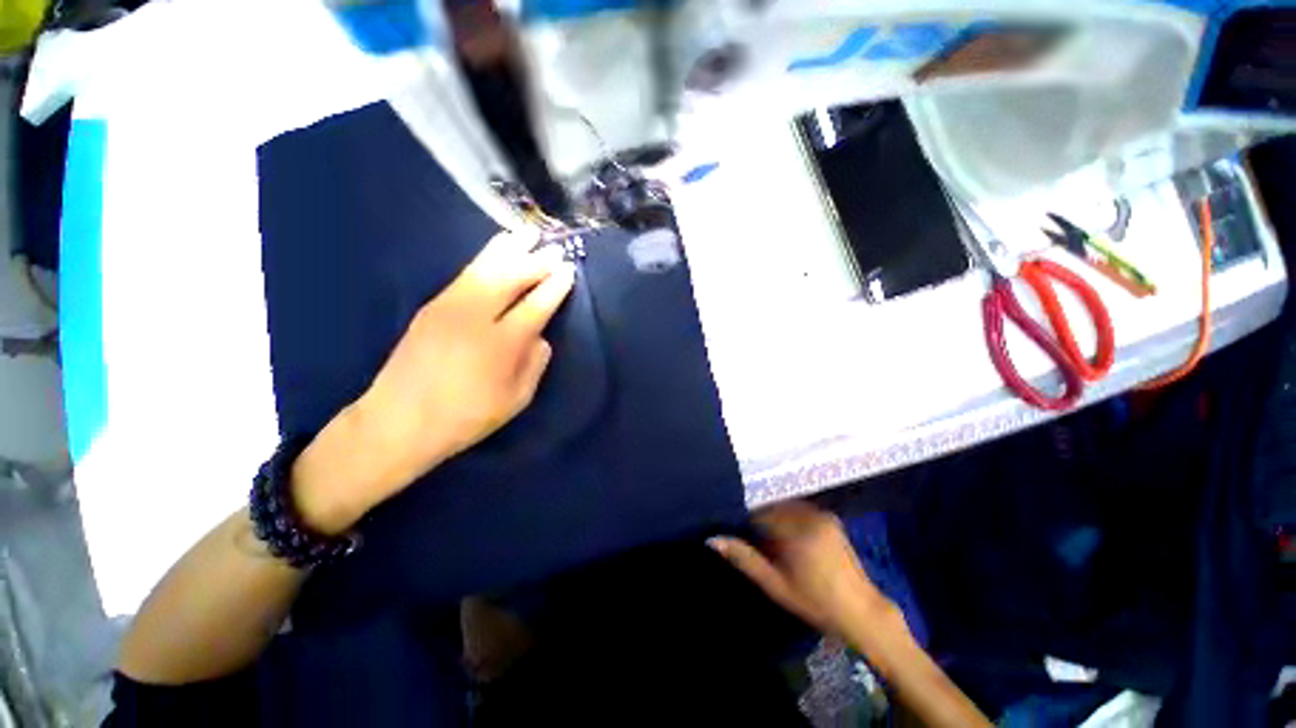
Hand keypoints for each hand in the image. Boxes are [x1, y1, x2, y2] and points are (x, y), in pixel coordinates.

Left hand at [292, 231, 574, 532]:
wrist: (399, 421)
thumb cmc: (466, 417)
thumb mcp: (516, 400)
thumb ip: (534, 364)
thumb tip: (541, 336)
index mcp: (502, 345)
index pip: (536, 305)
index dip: (555, 286)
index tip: (568, 270)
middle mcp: (476, 317)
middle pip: (511, 277)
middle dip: (536, 261)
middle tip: (554, 248)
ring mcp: (450, 307)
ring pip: (485, 267)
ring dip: (510, 248)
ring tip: (527, 233)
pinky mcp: (432, 305)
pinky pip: (466, 273)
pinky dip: (486, 258)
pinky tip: (497, 251)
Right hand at [709, 501, 895, 637]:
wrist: (862, 611)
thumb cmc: (815, 603)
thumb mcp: (775, 585)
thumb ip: (744, 559)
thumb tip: (712, 539)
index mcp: (796, 530)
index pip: (758, 512)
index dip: (745, 521)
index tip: (739, 532)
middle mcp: (809, 514)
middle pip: (772, 506)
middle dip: (760, 518)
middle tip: (755, 538)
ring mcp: (822, 514)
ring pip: (785, 506)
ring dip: (774, 516)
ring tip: (771, 539)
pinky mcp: (830, 517)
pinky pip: (799, 509)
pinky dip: (788, 516)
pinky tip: (788, 536)